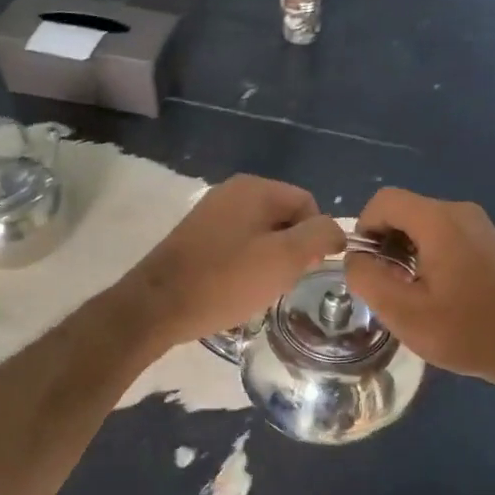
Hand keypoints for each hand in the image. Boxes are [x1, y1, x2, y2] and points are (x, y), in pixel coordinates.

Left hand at [127, 175, 344, 349]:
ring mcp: (211, 213)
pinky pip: (238, 245)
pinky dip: (245, 266)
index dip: (315, 238)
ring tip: (257, 289)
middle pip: (285, 218)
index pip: (308, 204)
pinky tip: (235, 289)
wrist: (157, 306)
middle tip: (280, 282)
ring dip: (269, 262)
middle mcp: (233, 191)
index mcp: (255, 188)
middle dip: (291, 251)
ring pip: (262, 235)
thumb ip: (319, 236)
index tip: (303, 271)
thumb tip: (337, 230)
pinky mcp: (197, 236)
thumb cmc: (226, 280)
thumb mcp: (284, 258)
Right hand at [345, 187, 494, 395]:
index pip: (384, 201)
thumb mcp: (404, 313)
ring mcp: (482, 227)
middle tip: (386, 287)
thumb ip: (368, 279)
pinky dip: (432, 257)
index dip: (363, 228)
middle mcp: (461, 212)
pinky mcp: (493, 244)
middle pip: (406, 212)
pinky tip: (440, 295)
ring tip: (411, 295)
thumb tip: (356, 258)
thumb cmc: (467, 331)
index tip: (365, 267)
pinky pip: (449, 238)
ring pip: (427, 226)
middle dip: (385, 244)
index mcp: (439, 221)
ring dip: (408, 253)